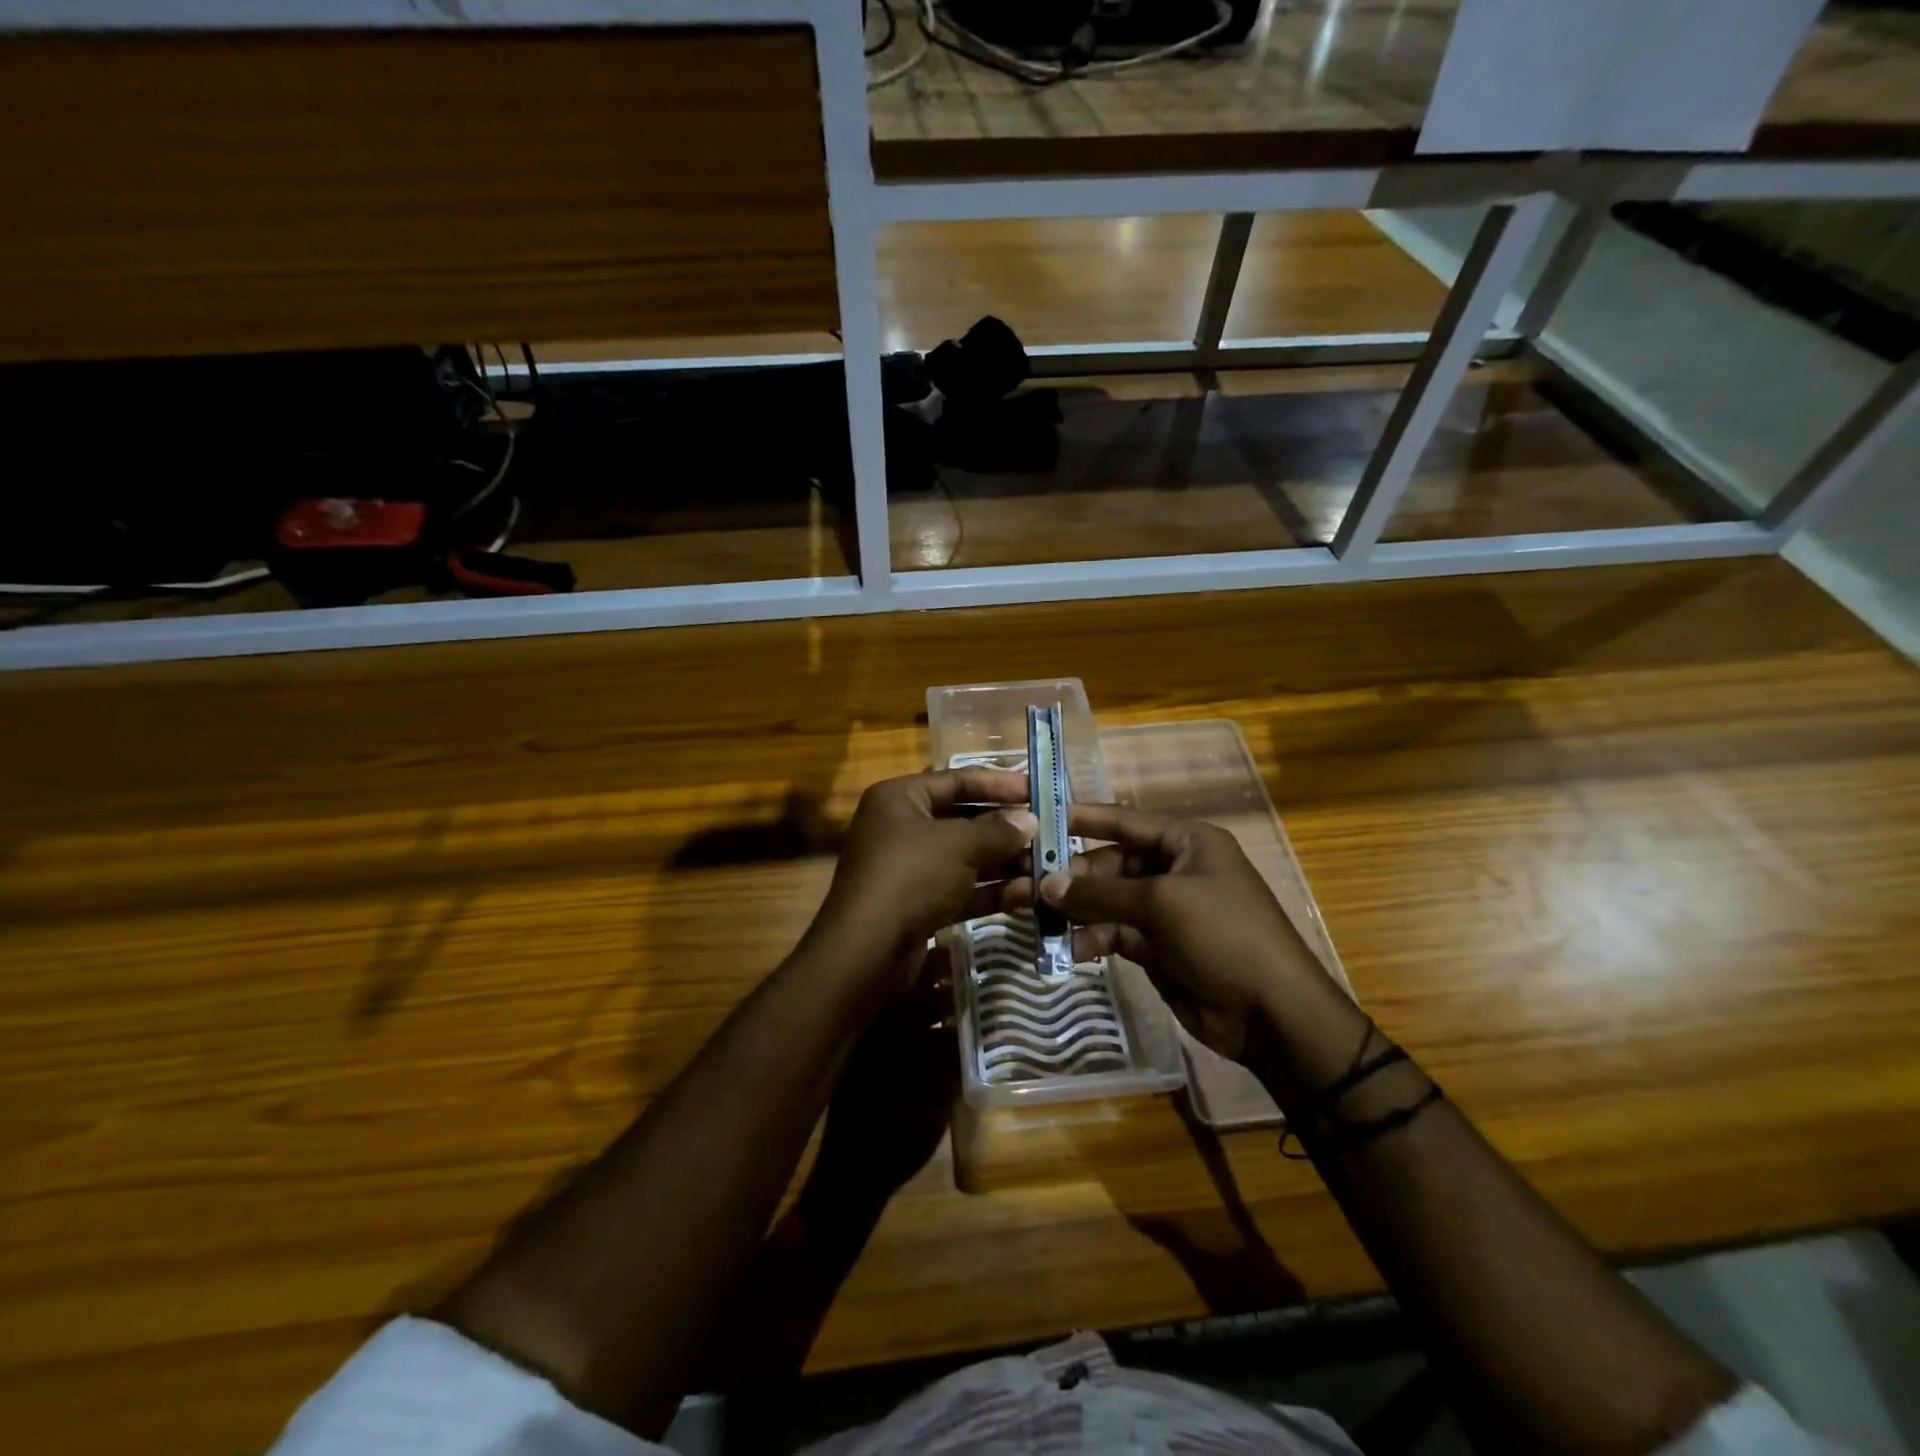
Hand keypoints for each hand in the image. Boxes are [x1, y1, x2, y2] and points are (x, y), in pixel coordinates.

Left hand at [813, 768, 1034, 976]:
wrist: (866, 952)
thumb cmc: (911, 877)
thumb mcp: (958, 845)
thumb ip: (997, 830)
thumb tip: (1029, 820)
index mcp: (900, 798)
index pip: (956, 780)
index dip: (999, 783)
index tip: (1037, 790)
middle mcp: (901, 827)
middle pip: (962, 818)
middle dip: (1006, 828)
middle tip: (1049, 831)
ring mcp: (909, 868)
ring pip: (965, 857)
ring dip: (1005, 862)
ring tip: (1048, 865)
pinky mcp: (918, 904)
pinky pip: (961, 889)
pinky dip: (991, 890)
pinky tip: (1029, 895)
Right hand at [1031, 804, 1343, 1064]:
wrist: (1273, 1013)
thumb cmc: (1223, 936)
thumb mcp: (1161, 905)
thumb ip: (1100, 893)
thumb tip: (1045, 884)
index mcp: (1187, 843)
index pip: (1125, 821)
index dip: (1082, 819)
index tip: (1039, 820)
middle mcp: (1175, 870)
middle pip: (1112, 864)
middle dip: (1073, 877)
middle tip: (1030, 888)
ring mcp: (1167, 911)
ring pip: (1109, 901)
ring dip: (1078, 911)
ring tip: (1040, 921)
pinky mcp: (1159, 947)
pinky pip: (1116, 933)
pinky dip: (1093, 939)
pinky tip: (1070, 951)